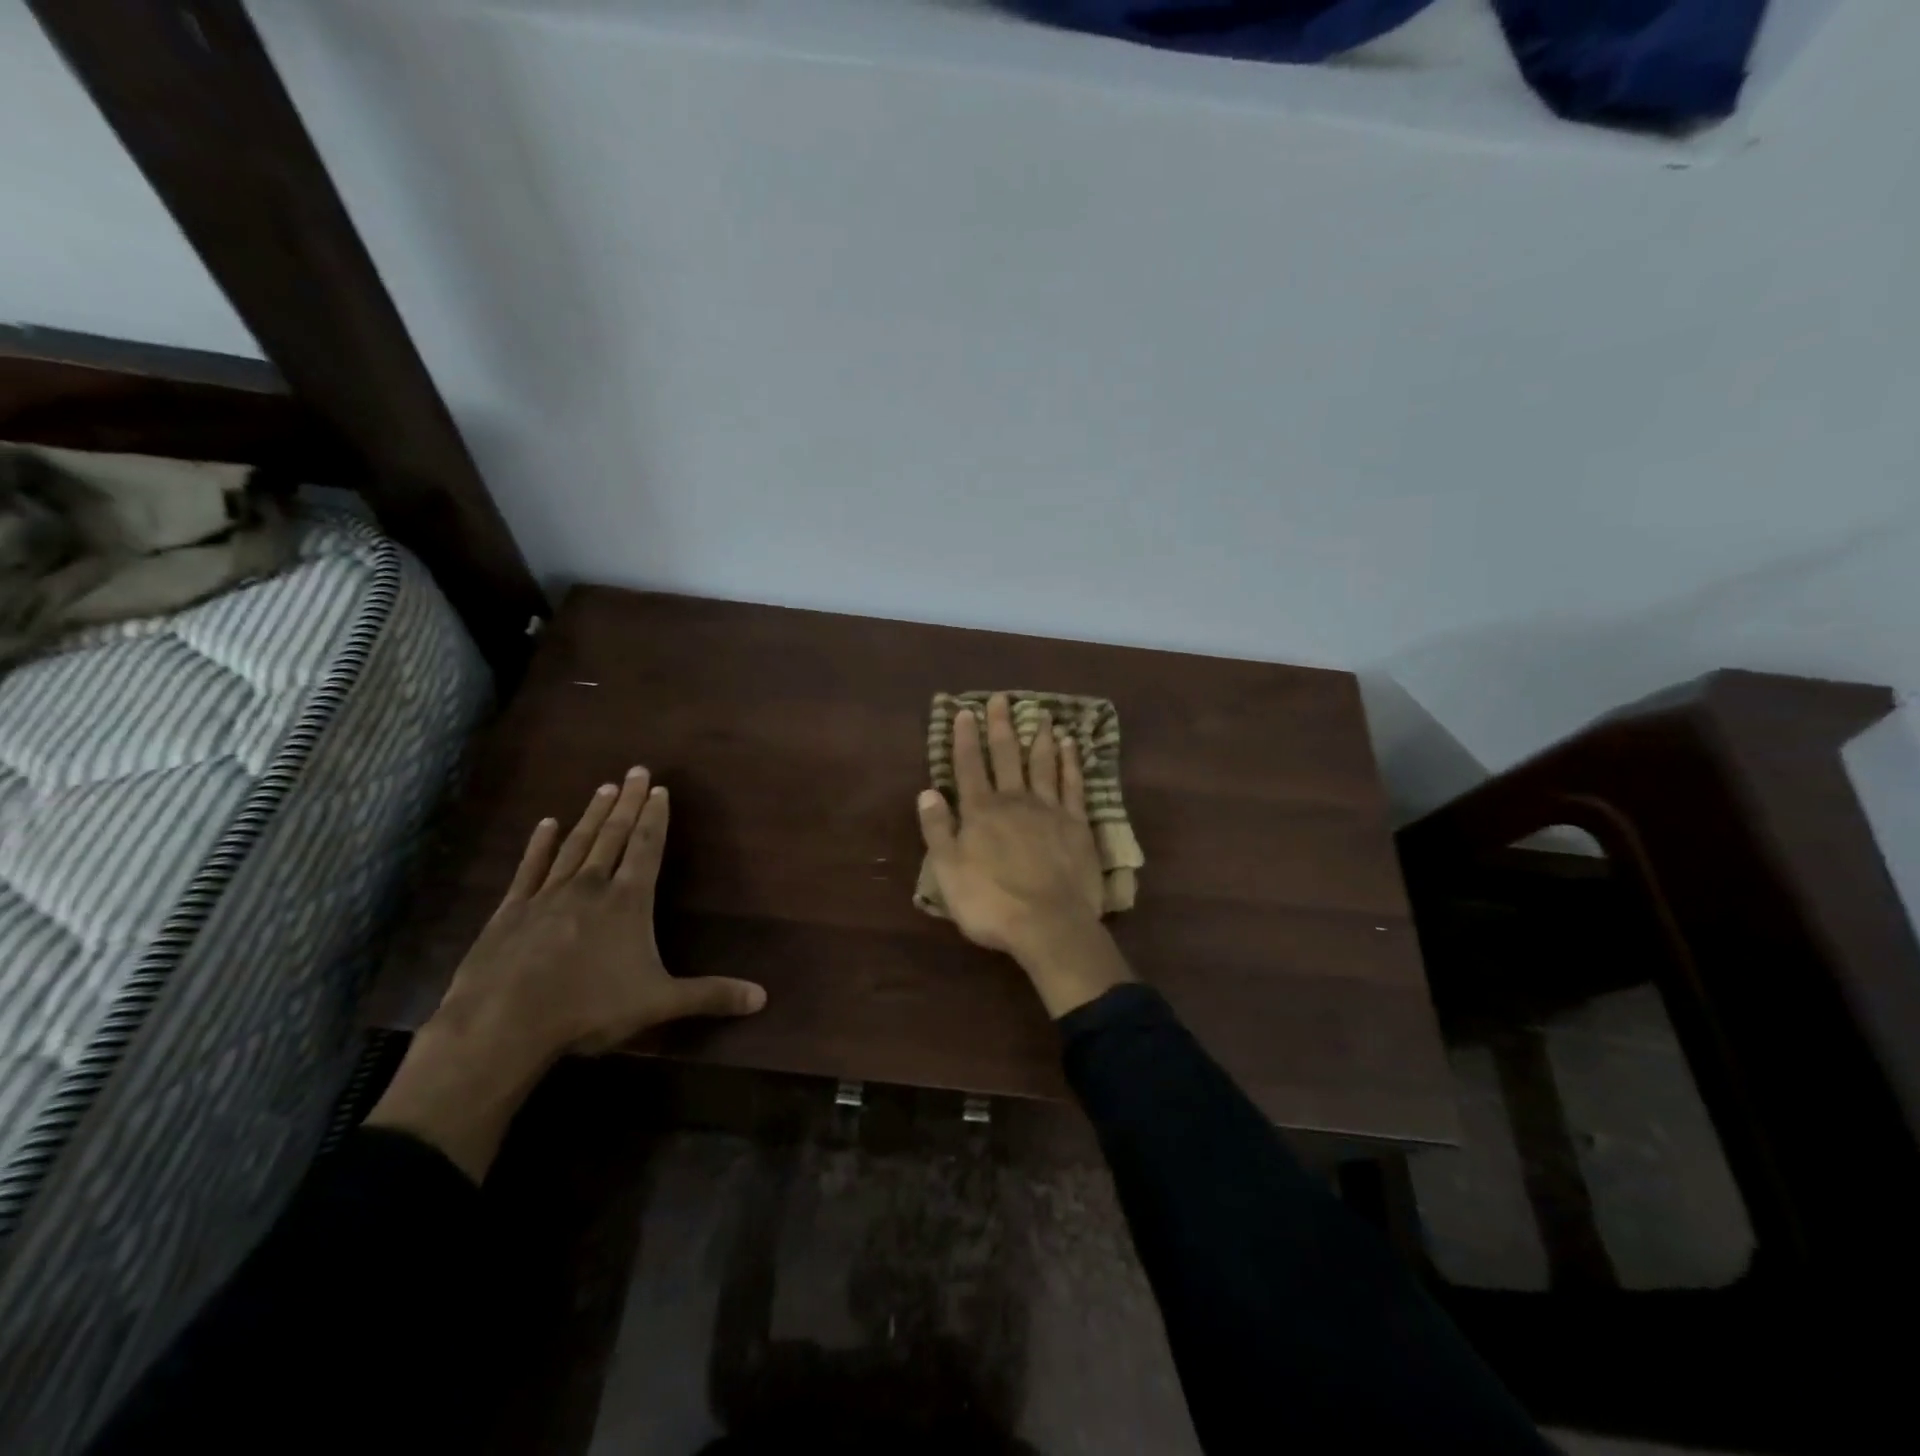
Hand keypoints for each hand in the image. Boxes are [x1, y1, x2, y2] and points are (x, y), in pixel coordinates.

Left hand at [367, 768, 765, 1179]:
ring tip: (604, 787)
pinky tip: (545, 823)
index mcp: (628, 900)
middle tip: (635, 770)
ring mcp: (547, 894)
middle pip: (614, 834)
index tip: (659, 788)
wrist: (502, 1025)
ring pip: (576, 843)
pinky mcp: (511, 910)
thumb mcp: (659, 1003)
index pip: (647, 847)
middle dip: (628, 802)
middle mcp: (591, 886)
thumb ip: (710, 995)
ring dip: (593, 815)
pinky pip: (530, 867)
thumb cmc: (588, 1009)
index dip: (655, 817)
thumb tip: (763, 998)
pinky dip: (539, 844)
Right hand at [917, 693, 1132, 1017]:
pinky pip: (1073, 784)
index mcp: (980, 811)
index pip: (969, 766)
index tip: (965, 711)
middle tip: (1001, 698)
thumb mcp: (947, 872)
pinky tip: (1070, 745)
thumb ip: (937, 829)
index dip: (965, 737)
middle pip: (1007, 755)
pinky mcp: (1077, 824)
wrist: (1049, 924)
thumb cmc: (991, 903)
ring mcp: (1049, 809)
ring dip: (1040, 736)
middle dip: (1001, 725)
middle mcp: (1014, 800)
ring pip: (1043, 763)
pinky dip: (1071, 762)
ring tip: (1041, 712)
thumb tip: (927, 791)